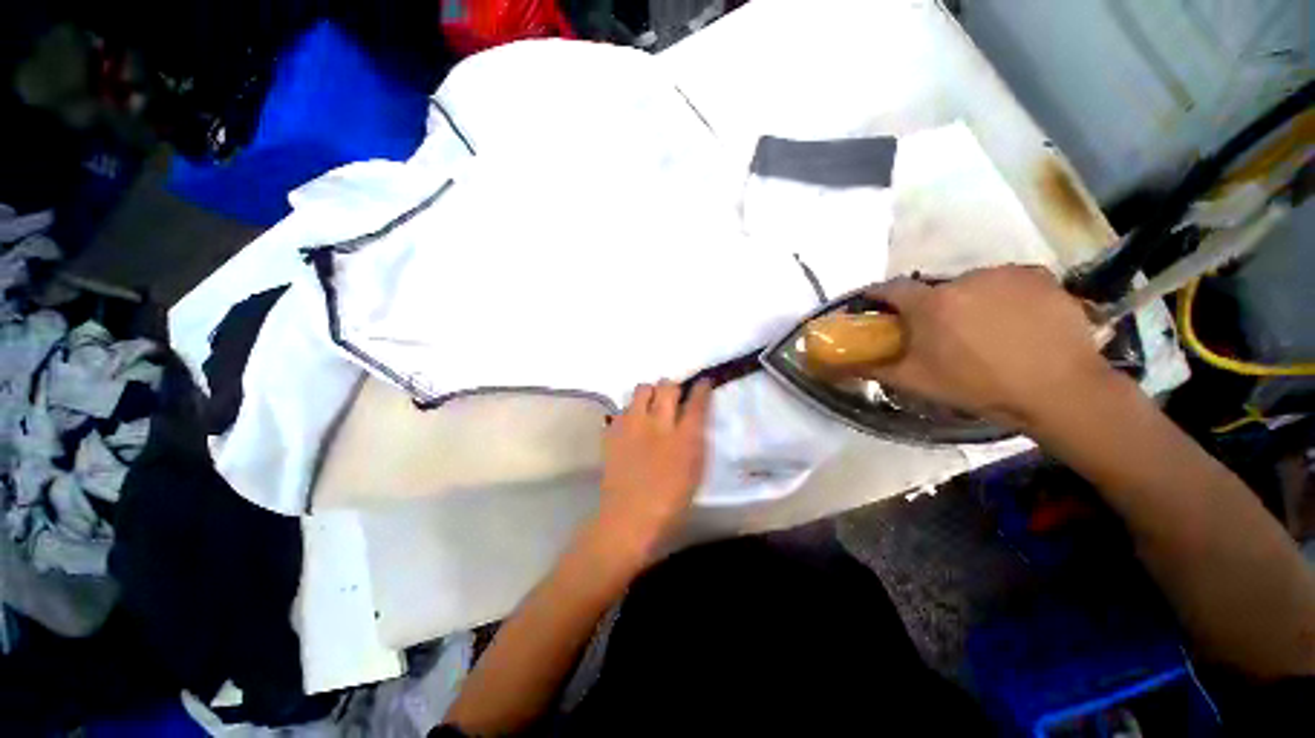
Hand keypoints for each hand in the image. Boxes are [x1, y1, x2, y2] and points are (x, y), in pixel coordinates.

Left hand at [594, 379, 712, 563]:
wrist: (628, 518)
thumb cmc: (669, 502)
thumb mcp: (694, 472)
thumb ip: (695, 441)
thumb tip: (694, 421)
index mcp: (684, 438)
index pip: (696, 401)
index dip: (701, 388)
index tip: (703, 383)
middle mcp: (658, 424)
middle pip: (667, 387)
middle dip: (673, 386)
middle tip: (674, 396)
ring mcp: (633, 425)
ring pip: (642, 389)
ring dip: (650, 393)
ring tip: (651, 405)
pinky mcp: (614, 431)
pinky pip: (624, 407)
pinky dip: (631, 410)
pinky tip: (633, 424)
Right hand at [866, 265, 1115, 430]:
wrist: (1059, 390)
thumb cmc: (978, 386)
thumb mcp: (916, 382)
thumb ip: (873, 368)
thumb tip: (836, 365)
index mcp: (931, 304)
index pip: (892, 289)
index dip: (879, 295)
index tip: (875, 304)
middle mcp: (964, 280)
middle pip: (936, 290)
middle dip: (932, 307)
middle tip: (943, 334)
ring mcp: (1005, 275)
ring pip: (974, 285)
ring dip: (970, 302)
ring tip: (986, 331)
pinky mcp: (1039, 277)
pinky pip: (1009, 282)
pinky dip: (1005, 297)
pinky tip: (1017, 321)